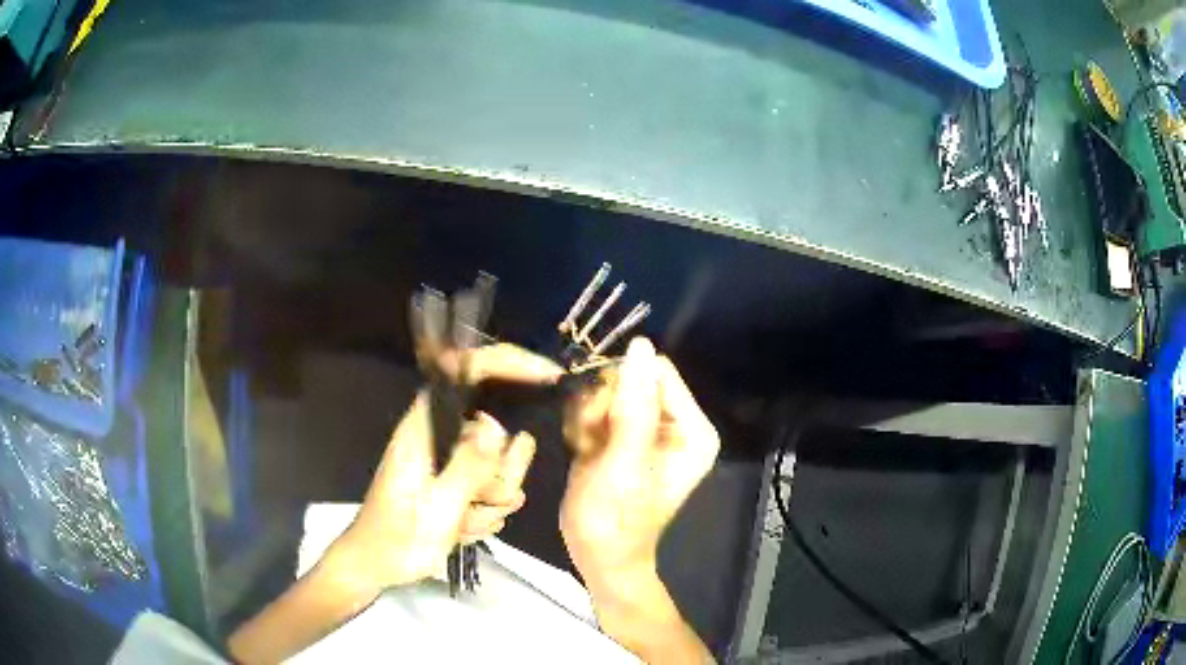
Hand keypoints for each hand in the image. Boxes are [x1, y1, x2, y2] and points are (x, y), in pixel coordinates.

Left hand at [327, 344, 560, 594]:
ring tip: (462, 522)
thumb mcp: (435, 508)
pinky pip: (496, 492)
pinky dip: (486, 515)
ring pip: (502, 468)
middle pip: (499, 432)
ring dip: (491, 502)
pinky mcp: (459, 484)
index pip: (466, 372)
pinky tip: (462, 529)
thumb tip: (498, 427)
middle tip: (481, 501)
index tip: (548, 376)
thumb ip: (468, 468)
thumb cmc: (396, 536)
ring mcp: (452, 462)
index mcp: (426, 428)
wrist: (378, 565)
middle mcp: (442, 437)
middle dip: (502, 473)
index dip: (507, 363)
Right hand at [560, 338, 718, 662]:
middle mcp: (677, 424)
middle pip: (630, 379)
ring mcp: (650, 429)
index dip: (621, 386)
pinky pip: (598, 407)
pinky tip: (583, 452)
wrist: (598, 556)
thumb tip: (640, 345)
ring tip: (586, 451)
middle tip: (591, 443)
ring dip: (588, 417)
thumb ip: (633, 406)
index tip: (600, 420)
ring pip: (608, 391)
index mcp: (692, 429)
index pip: (657, 371)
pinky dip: (583, 426)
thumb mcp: (623, 464)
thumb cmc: (614, 521)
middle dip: (601, 406)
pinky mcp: (626, 436)